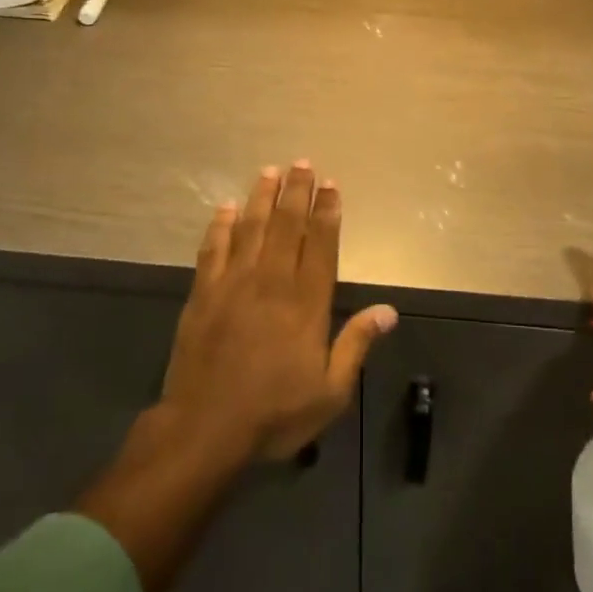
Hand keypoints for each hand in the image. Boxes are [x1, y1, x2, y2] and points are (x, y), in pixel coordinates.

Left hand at [160, 162, 396, 462]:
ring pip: (251, 228)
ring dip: (262, 197)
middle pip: (287, 225)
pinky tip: (226, 207)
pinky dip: (220, 225)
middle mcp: (272, 281)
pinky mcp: (203, 292)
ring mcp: (234, 283)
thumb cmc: (273, 413)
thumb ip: (356, 345)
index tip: (331, 184)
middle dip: (296, 191)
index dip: (328, 211)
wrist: (204, 428)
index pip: (321, 244)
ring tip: (269, 171)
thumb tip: (389, 311)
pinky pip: (213, 248)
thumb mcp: (329, 392)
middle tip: (302, 163)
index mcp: (305, 303)